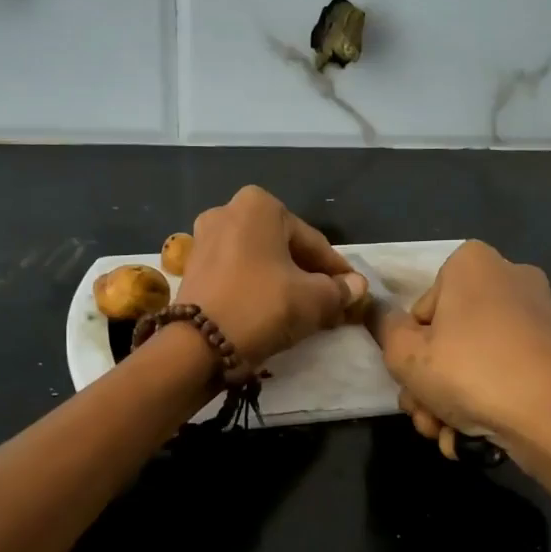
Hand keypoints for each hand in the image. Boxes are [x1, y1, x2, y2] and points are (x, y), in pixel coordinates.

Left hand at [178, 186, 367, 367]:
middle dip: (309, 276)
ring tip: (306, 312)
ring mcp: (204, 239)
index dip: (337, 271)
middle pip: (285, 248)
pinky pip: (238, 273)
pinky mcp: (193, 267)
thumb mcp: (314, 300)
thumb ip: (340, 290)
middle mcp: (227, 211)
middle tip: (331, 304)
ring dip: (285, 283)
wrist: (198, 345)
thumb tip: (357, 287)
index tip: (353, 293)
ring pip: (261, 262)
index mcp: (259, 205)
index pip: (313, 242)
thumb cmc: (262, 307)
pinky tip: (274, 312)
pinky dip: (258, 288)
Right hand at [374, 241, 550, 463]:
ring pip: (477, 362)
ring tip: (450, 437)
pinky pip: (511, 374)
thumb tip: (381, 314)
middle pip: (449, 338)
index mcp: (472, 264)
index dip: (409, 352)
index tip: (412, 383)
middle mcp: (511, 279)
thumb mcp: (406, 355)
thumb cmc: (472, 372)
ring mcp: (542, 317)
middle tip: (425, 419)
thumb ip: (385, 330)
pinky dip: (491, 403)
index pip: (420, 310)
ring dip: (453, 402)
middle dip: (430, 385)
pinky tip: (480, 438)